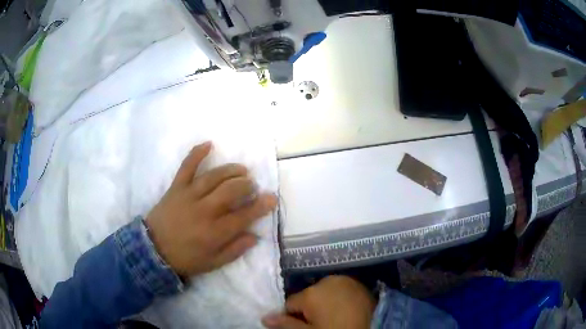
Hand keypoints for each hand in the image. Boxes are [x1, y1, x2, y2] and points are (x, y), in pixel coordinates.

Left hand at [145, 142, 276, 276]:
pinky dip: (197, 154)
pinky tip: (209, 144)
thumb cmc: (185, 259)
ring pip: (214, 177)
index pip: (244, 215)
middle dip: (246, 185)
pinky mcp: (176, 188)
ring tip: (241, 170)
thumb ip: (235, 250)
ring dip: (231, 170)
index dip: (261, 206)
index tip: (272, 197)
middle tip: (251, 186)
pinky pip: (186, 167)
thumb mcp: (213, 263)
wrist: (153, 250)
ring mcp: (189, 196)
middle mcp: (204, 210)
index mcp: (214, 232)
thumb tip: (254, 236)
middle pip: (231, 191)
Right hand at [262, 276, 375, 328]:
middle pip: (307, 296)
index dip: (292, 318)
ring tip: (333, 318)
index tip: (303, 327)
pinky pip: (339, 291)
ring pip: (323, 293)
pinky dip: (337, 300)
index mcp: (312, 292)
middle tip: (320, 324)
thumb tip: (264, 317)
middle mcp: (328, 280)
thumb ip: (286, 324)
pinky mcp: (359, 285)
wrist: (375, 328)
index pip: (290, 304)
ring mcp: (346, 281)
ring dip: (323, 304)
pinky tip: (344, 311)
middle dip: (308, 309)